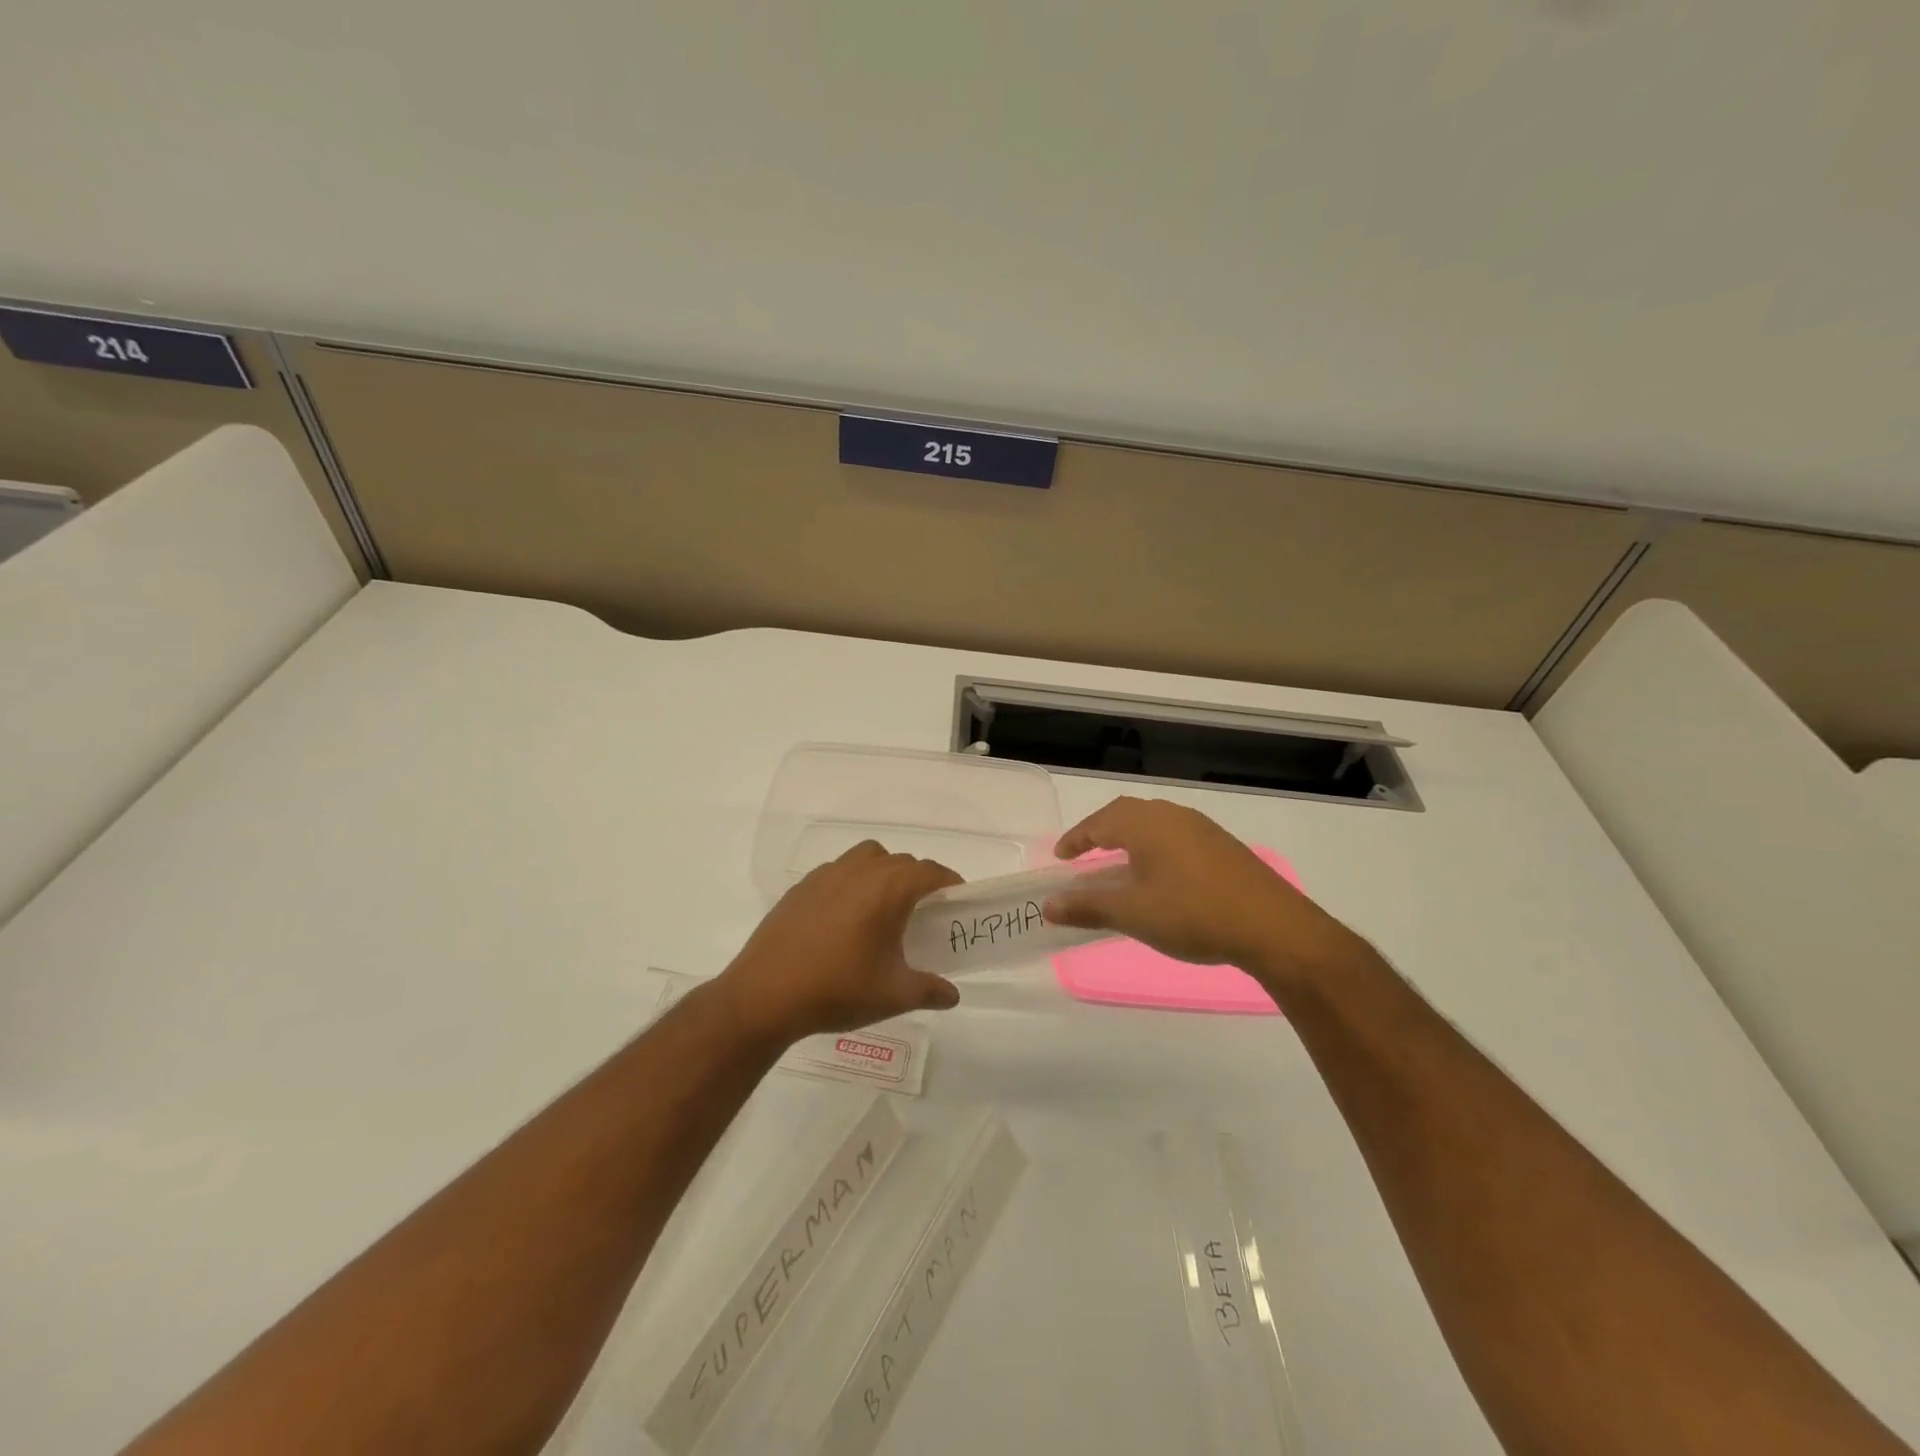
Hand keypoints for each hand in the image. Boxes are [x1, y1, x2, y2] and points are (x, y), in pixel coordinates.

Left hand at [717, 841, 963, 1045]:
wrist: (765, 994)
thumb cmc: (838, 990)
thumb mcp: (892, 995)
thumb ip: (929, 990)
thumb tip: (953, 995)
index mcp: (888, 889)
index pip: (930, 871)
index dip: (949, 882)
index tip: (957, 899)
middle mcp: (860, 871)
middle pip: (901, 861)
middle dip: (918, 878)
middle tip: (925, 911)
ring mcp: (827, 875)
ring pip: (868, 857)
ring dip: (884, 871)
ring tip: (884, 906)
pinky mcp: (802, 887)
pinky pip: (839, 870)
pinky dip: (853, 881)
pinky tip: (845, 916)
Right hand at [1042, 797, 1365, 989]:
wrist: (1273, 927)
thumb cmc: (1192, 914)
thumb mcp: (1132, 914)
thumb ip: (1087, 906)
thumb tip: (1048, 906)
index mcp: (1146, 823)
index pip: (1099, 822)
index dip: (1076, 839)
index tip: (1060, 856)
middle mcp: (1172, 815)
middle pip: (1126, 815)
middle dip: (1101, 833)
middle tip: (1084, 856)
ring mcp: (1202, 829)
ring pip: (1154, 824)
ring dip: (1130, 840)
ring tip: (1118, 866)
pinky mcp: (1223, 847)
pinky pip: (1175, 837)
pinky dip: (1155, 849)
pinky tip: (1160, 876)